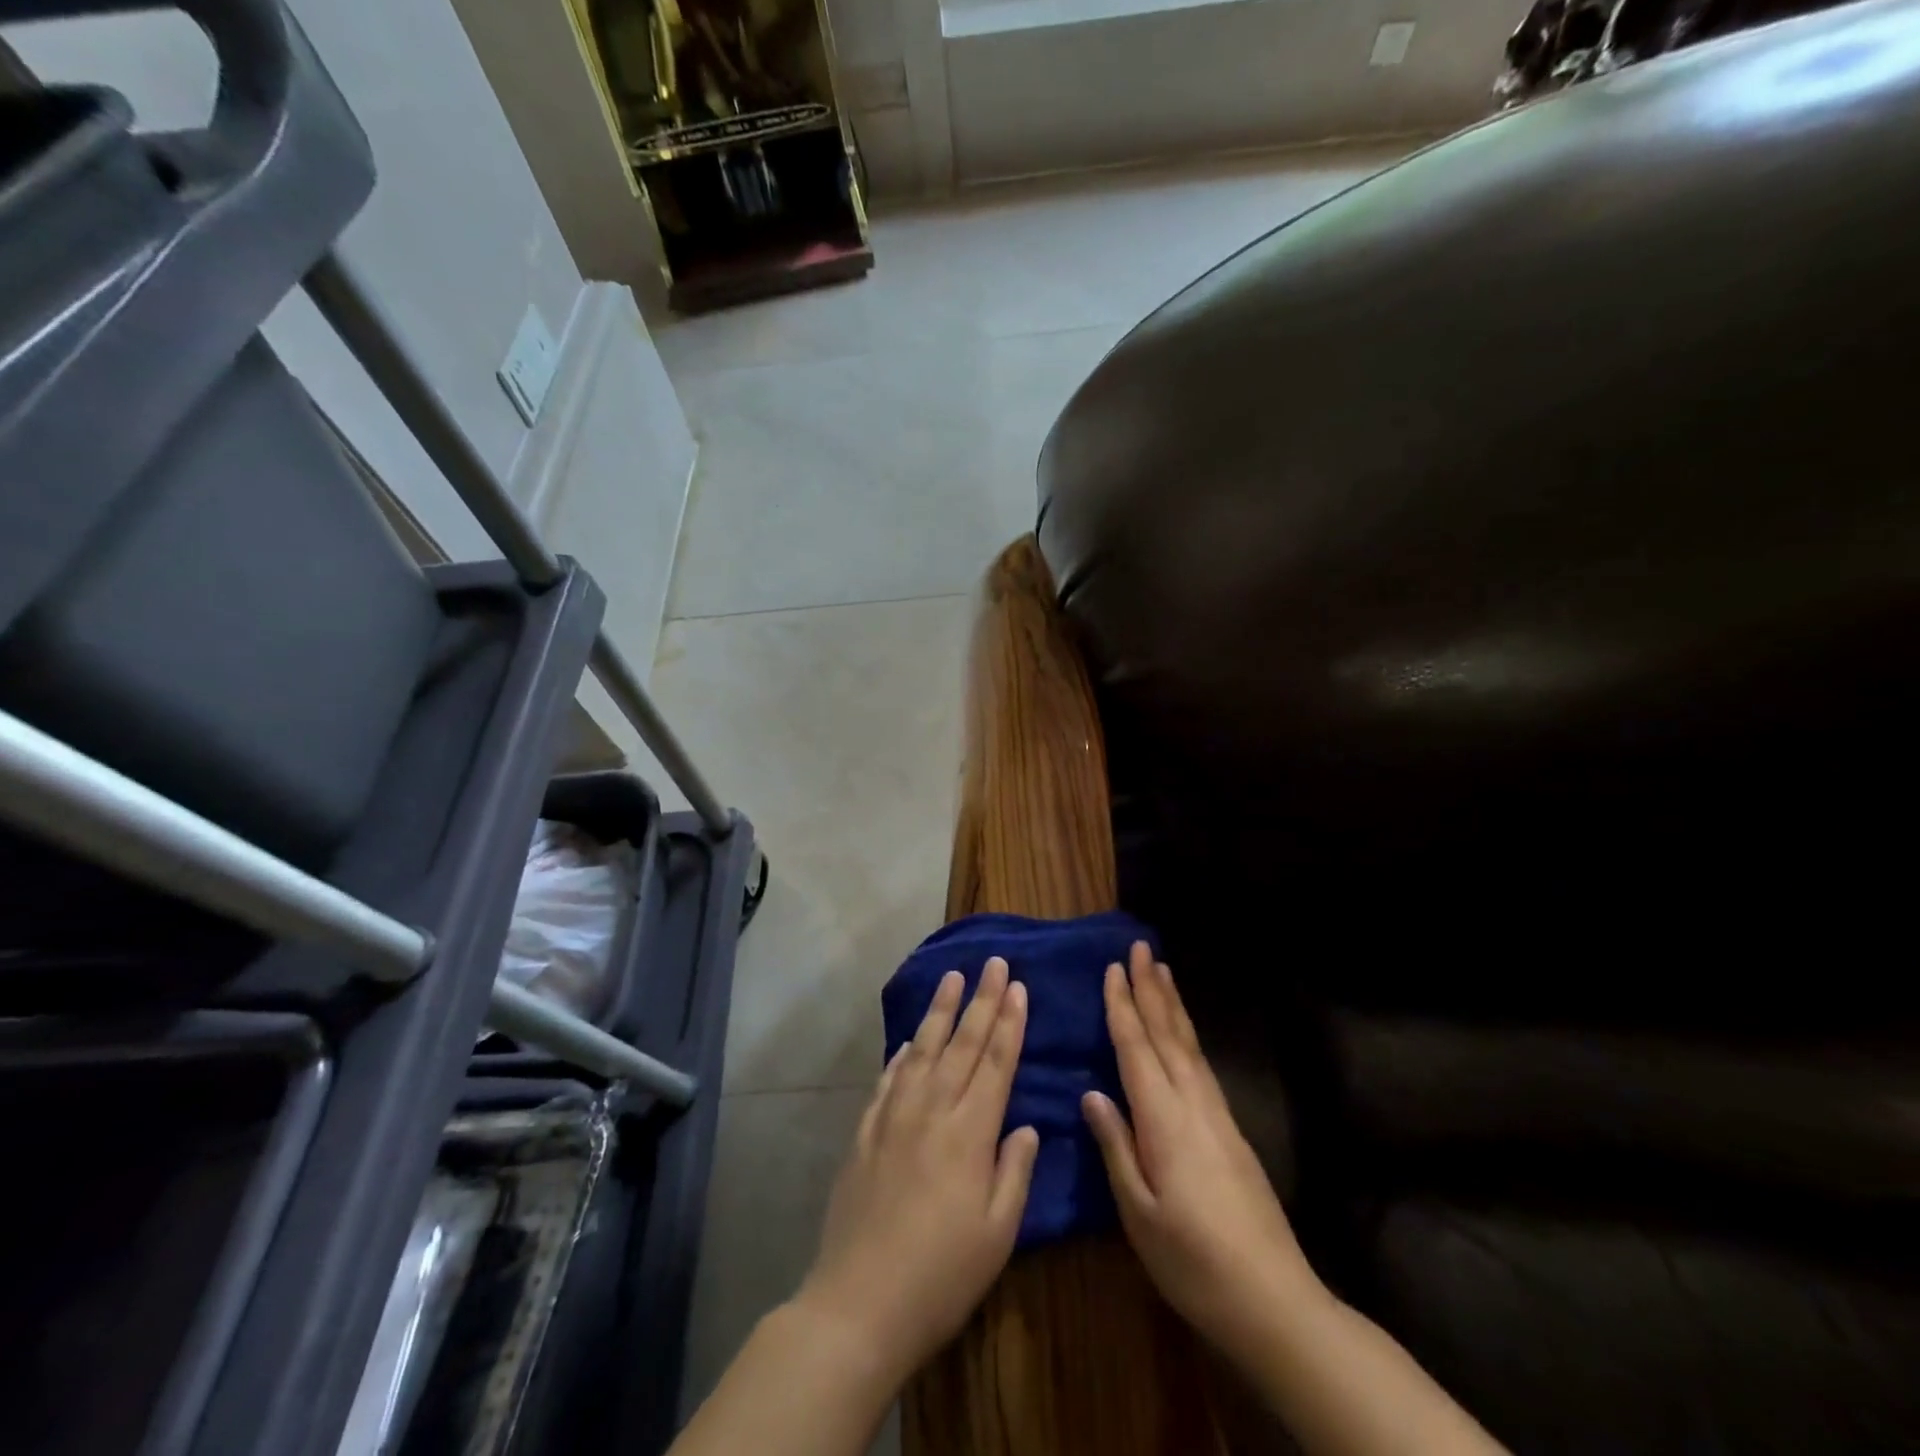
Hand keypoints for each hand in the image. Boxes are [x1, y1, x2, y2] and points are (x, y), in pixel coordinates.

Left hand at [797, 957, 1039, 1386]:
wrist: (859, 1303)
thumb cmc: (942, 1276)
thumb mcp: (998, 1235)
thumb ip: (1014, 1172)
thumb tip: (1026, 1125)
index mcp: (970, 1133)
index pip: (996, 1064)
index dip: (1009, 1023)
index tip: (1018, 987)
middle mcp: (932, 1111)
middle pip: (962, 1044)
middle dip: (982, 1001)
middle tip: (994, 963)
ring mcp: (893, 1118)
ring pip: (923, 1050)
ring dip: (940, 1011)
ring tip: (952, 977)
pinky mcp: (865, 1133)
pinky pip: (888, 1080)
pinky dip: (901, 1055)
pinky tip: (909, 1040)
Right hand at [1082, 942, 1321, 1362]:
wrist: (1274, 1301)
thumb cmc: (1193, 1263)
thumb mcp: (1139, 1214)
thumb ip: (1116, 1148)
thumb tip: (1093, 1093)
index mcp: (1165, 1122)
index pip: (1137, 1050)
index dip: (1123, 1008)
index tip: (1112, 969)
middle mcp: (1194, 1106)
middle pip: (1168, 1035)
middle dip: (1151, 989)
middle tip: (1140, 948)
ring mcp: (1218, 1116)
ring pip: (1190, 1046)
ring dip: (1173, 1005)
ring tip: (1162, 972)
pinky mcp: (1232, 1131)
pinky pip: (1203, 1065)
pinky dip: (1188, 1036)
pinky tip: (1184, 1033)